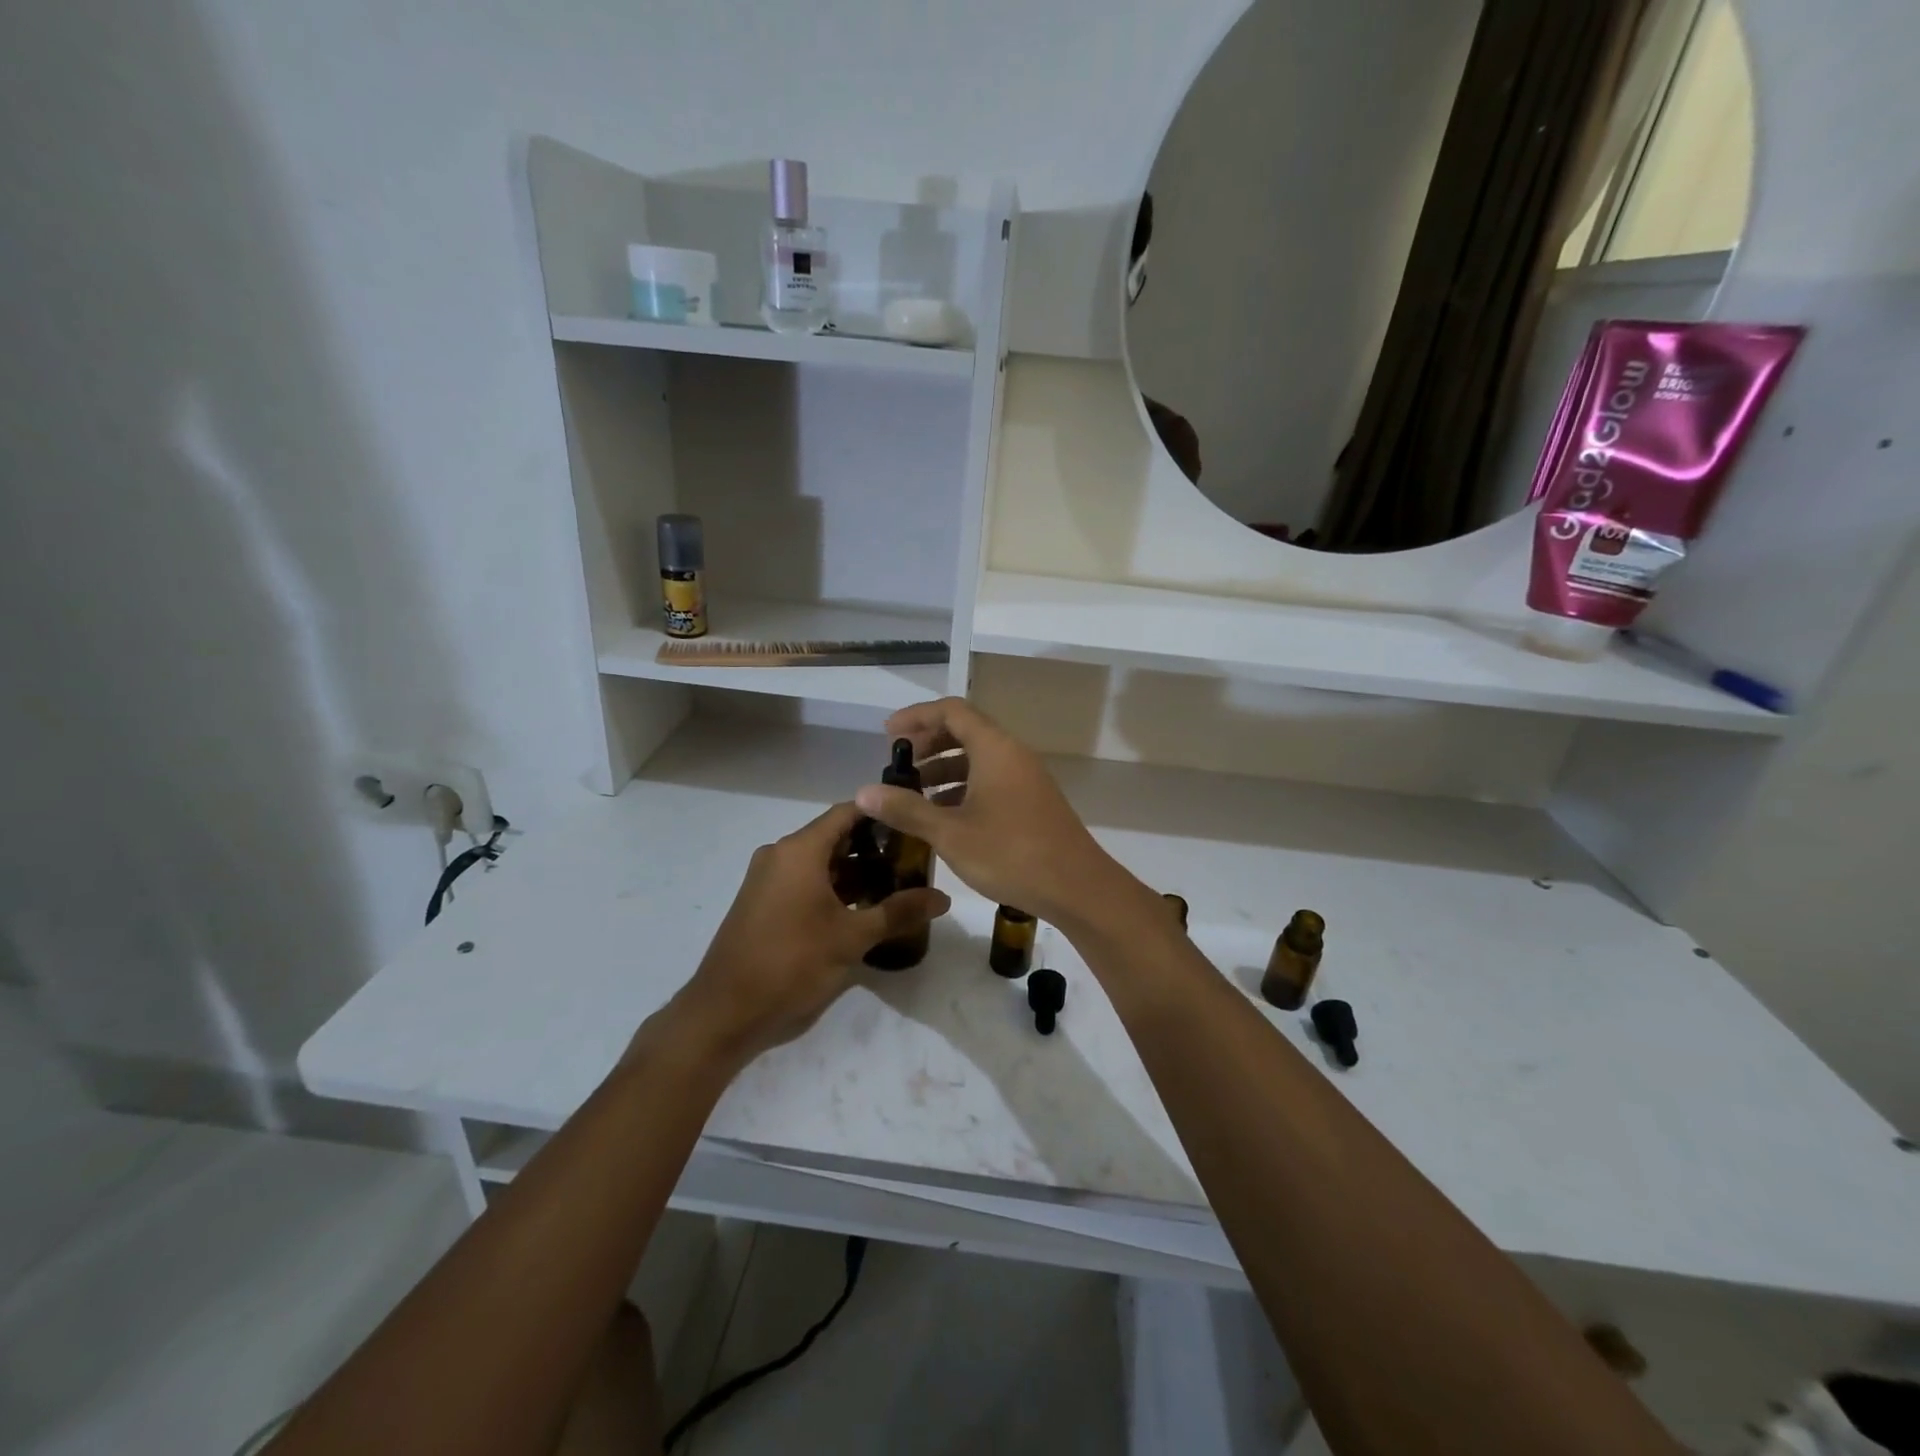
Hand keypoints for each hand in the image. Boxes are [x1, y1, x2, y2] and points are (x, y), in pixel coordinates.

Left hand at [657, 802, 949, 1069]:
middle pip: (835, 836)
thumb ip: (899, 912)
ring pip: (821, 862)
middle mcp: (780, 855)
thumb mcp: (852, 938)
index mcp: (799, 850)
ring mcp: (768, 879)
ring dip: (856, 872)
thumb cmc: (791, 964)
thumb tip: (944, 898)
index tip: (916, 822)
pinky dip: (834, 888)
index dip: (883, 813)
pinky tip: (863, 910)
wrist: (725, 1013)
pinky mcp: (763, 903)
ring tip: (897, 887)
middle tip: (915, 861)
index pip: (848, 812)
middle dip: (875, 847)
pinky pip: (804, 882)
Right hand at [854, 697, 1129, 927]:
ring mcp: (1026, 778)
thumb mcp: (950, 833)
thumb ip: (907, 809)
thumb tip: (864, 791)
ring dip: (944, 769)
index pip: (951, 711)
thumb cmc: (1011, 854)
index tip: (888, 736)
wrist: (1077, 887)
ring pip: (978, 759)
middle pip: (965, 731)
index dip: (917, 717)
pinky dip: (963, 787)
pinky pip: (991, 779)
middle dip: (928, 744)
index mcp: (994, 749)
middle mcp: (1012, 754)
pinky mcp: (1032, 802)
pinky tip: (944, 816)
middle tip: (899, 767)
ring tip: (913, 794)